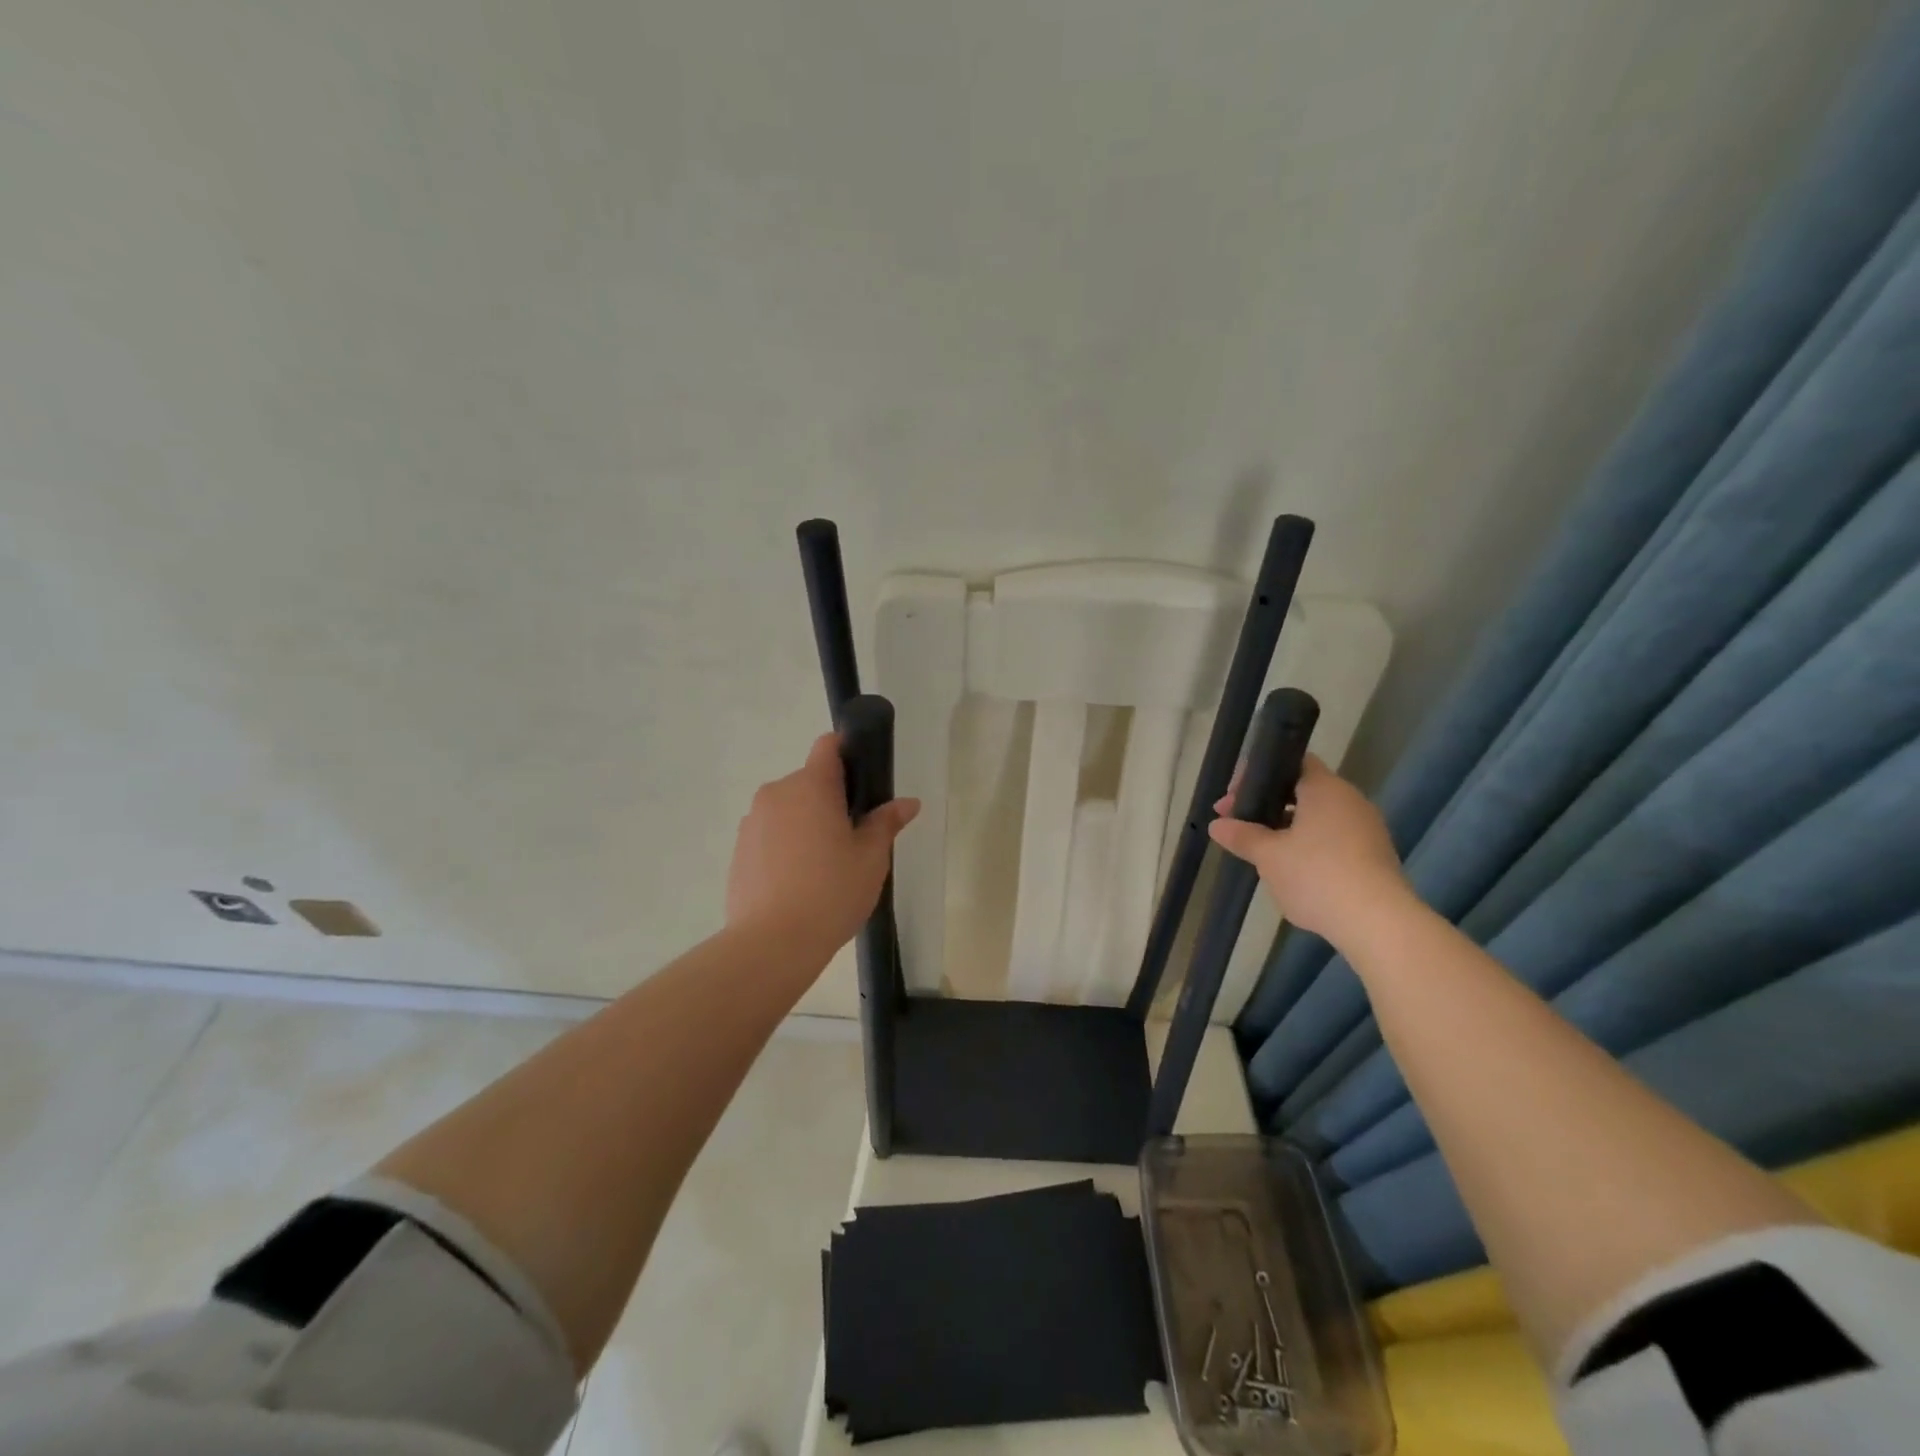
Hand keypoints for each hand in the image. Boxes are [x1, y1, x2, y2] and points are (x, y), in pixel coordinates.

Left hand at [726, 733, 919, 951]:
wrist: (772, 943)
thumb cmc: (831, 892)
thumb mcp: (871, 858)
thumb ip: (886, 823)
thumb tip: (907, 803)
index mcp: (812, 786)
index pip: (828, 746)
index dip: (847, 753)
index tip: (863, 781)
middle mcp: (777, 793)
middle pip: (809, 781)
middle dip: (831, 799)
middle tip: (853, 837)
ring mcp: (753, 821)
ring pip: (788, 809)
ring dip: (806, 823)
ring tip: (824, 865)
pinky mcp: (739, 850)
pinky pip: (770, 834)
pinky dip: (785, 845)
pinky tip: (798, 881)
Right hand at [1207, 754, 1409, 942]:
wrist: (1378, 923)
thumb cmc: (1317, 875)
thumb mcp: (1269, 856)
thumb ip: (1242, 836)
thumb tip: (1216, 825)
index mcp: (1325, 788)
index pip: (1292, 762)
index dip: (1259, 775)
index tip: (1234, 799)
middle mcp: (1350, 800)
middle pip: (1303, 790)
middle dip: (1268, 805)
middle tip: (1239, 825)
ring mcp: (1368, 829)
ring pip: (1319, 818)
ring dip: (1288, 829)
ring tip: (1262, 852)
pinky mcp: (1376, 857)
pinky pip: (1335, 840)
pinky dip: (1311, 847)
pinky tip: (1293, 872)